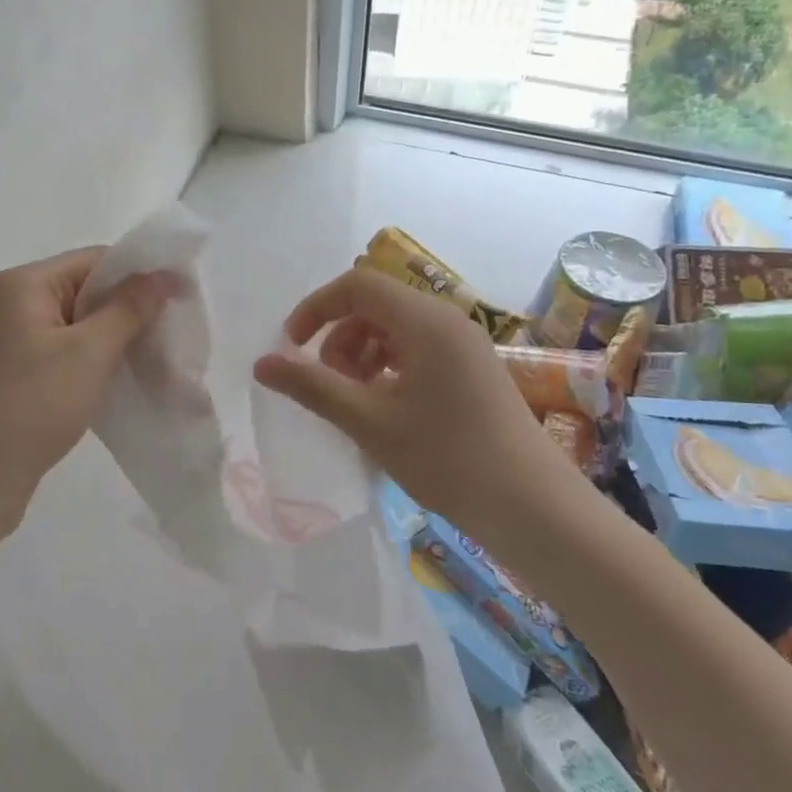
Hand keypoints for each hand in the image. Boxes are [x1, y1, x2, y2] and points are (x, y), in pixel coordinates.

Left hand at [0, 247, 173, 543]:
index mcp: (26, 285)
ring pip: (84, 328)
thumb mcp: (88, 353)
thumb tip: (162, 275)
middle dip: (135, 313)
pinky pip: (72, 357)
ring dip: (122, 343)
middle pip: (90, 292)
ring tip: (163, 365)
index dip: (142, 274)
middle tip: (178, 336)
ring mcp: (17, 343)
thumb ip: (129, 309)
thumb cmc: (29, 406)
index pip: (96, 260)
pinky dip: (101, 365)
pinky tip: (131, 383)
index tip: (185, 297)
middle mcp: (17, 305)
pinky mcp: (22, 377)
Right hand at [252, 266, 566, 533]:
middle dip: (340, 338)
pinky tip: (385, 409)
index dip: (316, 308)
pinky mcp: (473, 368)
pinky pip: (417, 349)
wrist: (530, 505)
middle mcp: (447, 320)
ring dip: (362, 355)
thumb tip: (261, 364)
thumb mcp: (369, 422)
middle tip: (330, 387)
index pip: (357, 285)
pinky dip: (389, 368)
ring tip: (356, 402)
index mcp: (425, 321)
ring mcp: (465, 344)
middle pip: (375, 305)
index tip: (292, 347)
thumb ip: (312, 387)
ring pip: (395, 329)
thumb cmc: (446, 458)